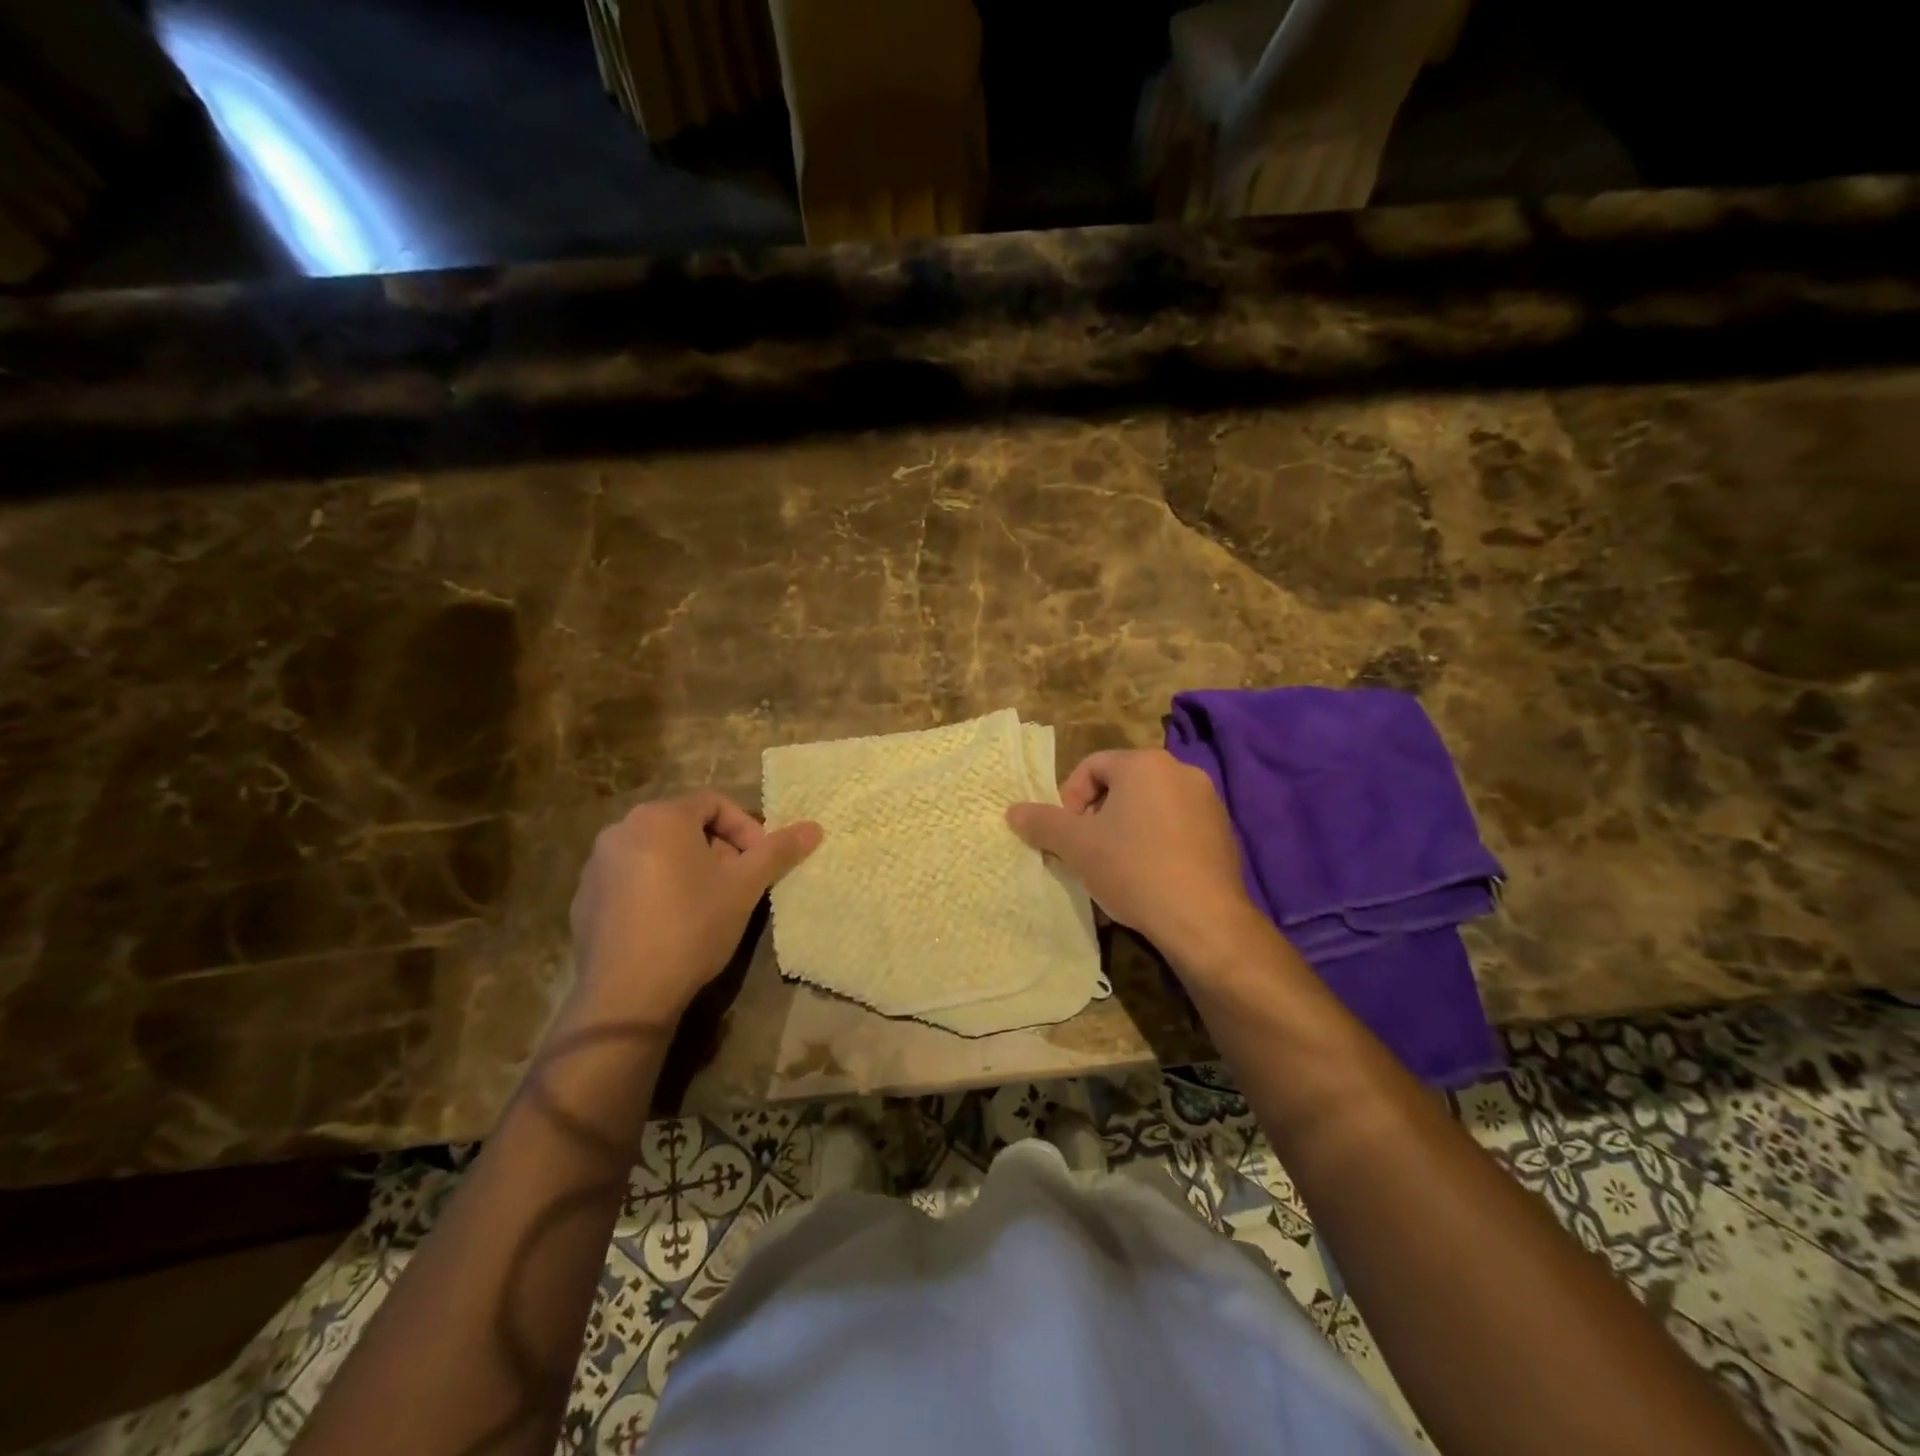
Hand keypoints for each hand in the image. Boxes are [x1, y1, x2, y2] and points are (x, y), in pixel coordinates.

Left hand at [567, 791, 821, 1028]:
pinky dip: (656, 888)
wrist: (627, 993)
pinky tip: (670, 923)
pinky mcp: (584, 897)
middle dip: (718, 849)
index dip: (746, 829)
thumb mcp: (744, 886)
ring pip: (657, 851)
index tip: (761, 862)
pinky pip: (631, 877)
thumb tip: (814, 828)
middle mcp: (622, 828)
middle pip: (684, 825)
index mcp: (660, 816)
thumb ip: (778, 851)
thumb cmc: (692, 926)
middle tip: (738, 883)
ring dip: (688, 867)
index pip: (715, 803)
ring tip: (707, 903)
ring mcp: (597, 864)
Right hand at [1006, 749, 1264, 975]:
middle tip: (1087, 850)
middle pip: (1123, 784)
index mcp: (1144, 764)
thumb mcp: (1077, 846)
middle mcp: (1181, 771)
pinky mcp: (1224, 832)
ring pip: (1151, 806)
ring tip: (1116, 866)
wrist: (1202, 919)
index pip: (1092, 766)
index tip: (1067, 833)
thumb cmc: (1133, 869)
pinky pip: (1177, 826)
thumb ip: (1042, 822)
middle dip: (1098, 814)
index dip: (1070, 798)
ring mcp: (1208, 801)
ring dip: (1127, 829)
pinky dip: (1157, 842)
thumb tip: (1012, 811)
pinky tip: (1149, 876)